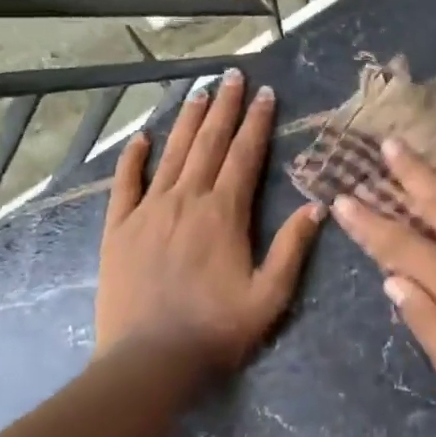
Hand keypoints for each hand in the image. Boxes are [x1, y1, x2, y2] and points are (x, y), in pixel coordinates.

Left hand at [96, 69, 324, 374]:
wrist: (149, 361)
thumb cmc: (216, 329)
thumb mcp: (270, 295)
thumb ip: (292, 247)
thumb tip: (317, 205)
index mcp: (224, 213)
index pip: (244, 156)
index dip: (256, 122)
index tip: (265, 94)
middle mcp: (186, 200)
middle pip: (208, 144)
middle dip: (223, 107)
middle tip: (232, 76)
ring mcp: (148, 211)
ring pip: (171, 154)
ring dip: (186, 121)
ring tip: (198, 91)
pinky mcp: (118, 229)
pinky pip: (125, 184)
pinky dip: (133, 158)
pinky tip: (142, 138)